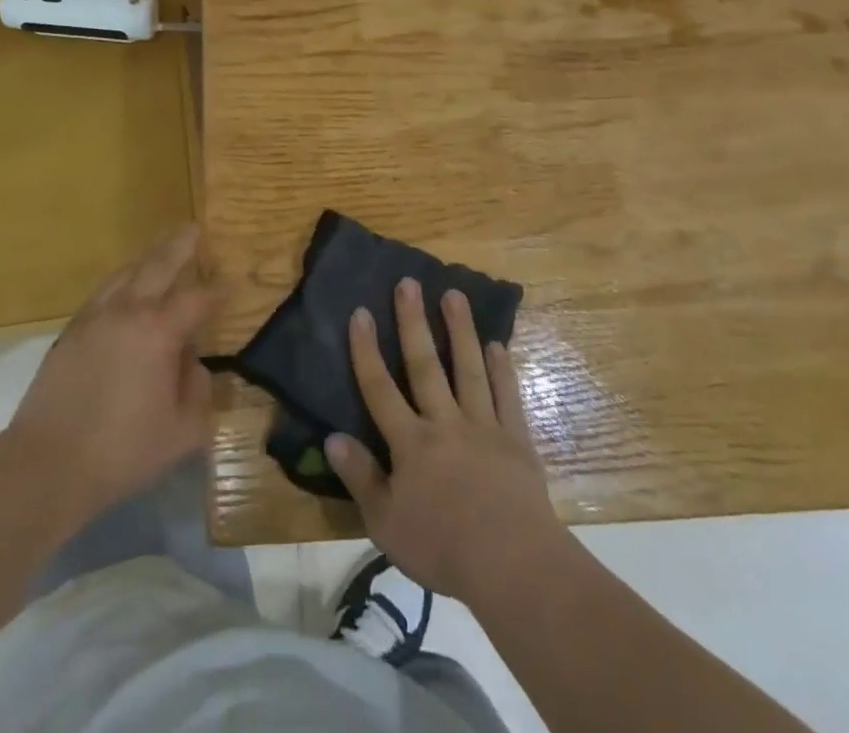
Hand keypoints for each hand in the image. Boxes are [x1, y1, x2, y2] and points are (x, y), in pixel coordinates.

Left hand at [5, 224, 214, 523]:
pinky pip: (103, 292)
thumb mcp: (182, 431)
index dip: (218, 292)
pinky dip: (122, 281)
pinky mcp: (71, 331)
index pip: (197, 300)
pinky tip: (125, 289)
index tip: (232, 284)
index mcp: (158, 331)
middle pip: (158, 266)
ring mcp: (94, 317)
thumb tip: (192, 364)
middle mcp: (127, 311)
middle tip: (193, 229)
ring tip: (161, 251)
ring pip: (126, 273)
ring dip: (147, 259)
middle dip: (180, 247)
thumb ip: (198, 391)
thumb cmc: (122, 450)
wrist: (47, 464)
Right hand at [327, 278, 566, 601]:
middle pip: (425, 365)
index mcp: (411, 443)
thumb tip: (332, 437)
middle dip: (413, 322)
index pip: (380, 388)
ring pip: (469, 369)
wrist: (513, 566)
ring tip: (454, 294)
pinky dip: (503, 370)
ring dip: (460, 330)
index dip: (367, 349)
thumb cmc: (442, 547)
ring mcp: (484, 427)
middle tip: (409, 282)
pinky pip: (507, 397)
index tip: (360, 311)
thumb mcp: (386, 523)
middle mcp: (444, 423)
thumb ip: (360, 477)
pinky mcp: (516, 441)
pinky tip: (498, 345)